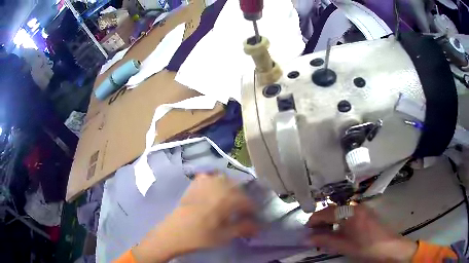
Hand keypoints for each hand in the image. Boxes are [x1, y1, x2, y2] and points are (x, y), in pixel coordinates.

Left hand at [132, 174, 257, 261]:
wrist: (174, 233)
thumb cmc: (200, 236)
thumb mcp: (225, 236)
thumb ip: (243, 227)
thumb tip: (258, 225)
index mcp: (227, 199)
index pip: (247, 201)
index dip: (252, 209)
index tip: (253, 217)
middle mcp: (218, 186)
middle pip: (238, 186)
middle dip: (243, 197)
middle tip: (242, 209)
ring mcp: (204, 183)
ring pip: (224, 179)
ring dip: (231, 187)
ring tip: (230, 199)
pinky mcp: (194, 184)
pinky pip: (209, 176)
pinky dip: (215, 181)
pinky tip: (214, 190)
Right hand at [307, 205, 416, 261]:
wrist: (389, 247)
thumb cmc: (366, 247)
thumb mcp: (344, 246)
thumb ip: (325, 241)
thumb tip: (306, 239)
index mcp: (350, 212)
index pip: (327, 212)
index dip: (314, 219)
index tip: (306, 228)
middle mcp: (356, 207)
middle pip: (334, 209)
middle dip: (322, 220)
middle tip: (314, 232)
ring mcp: (362, 209)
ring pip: (341, 211)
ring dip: (331, 220)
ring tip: (325, 233)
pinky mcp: (366, 213)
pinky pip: (349, 213)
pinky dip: (340, 221)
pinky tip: (339, 231)